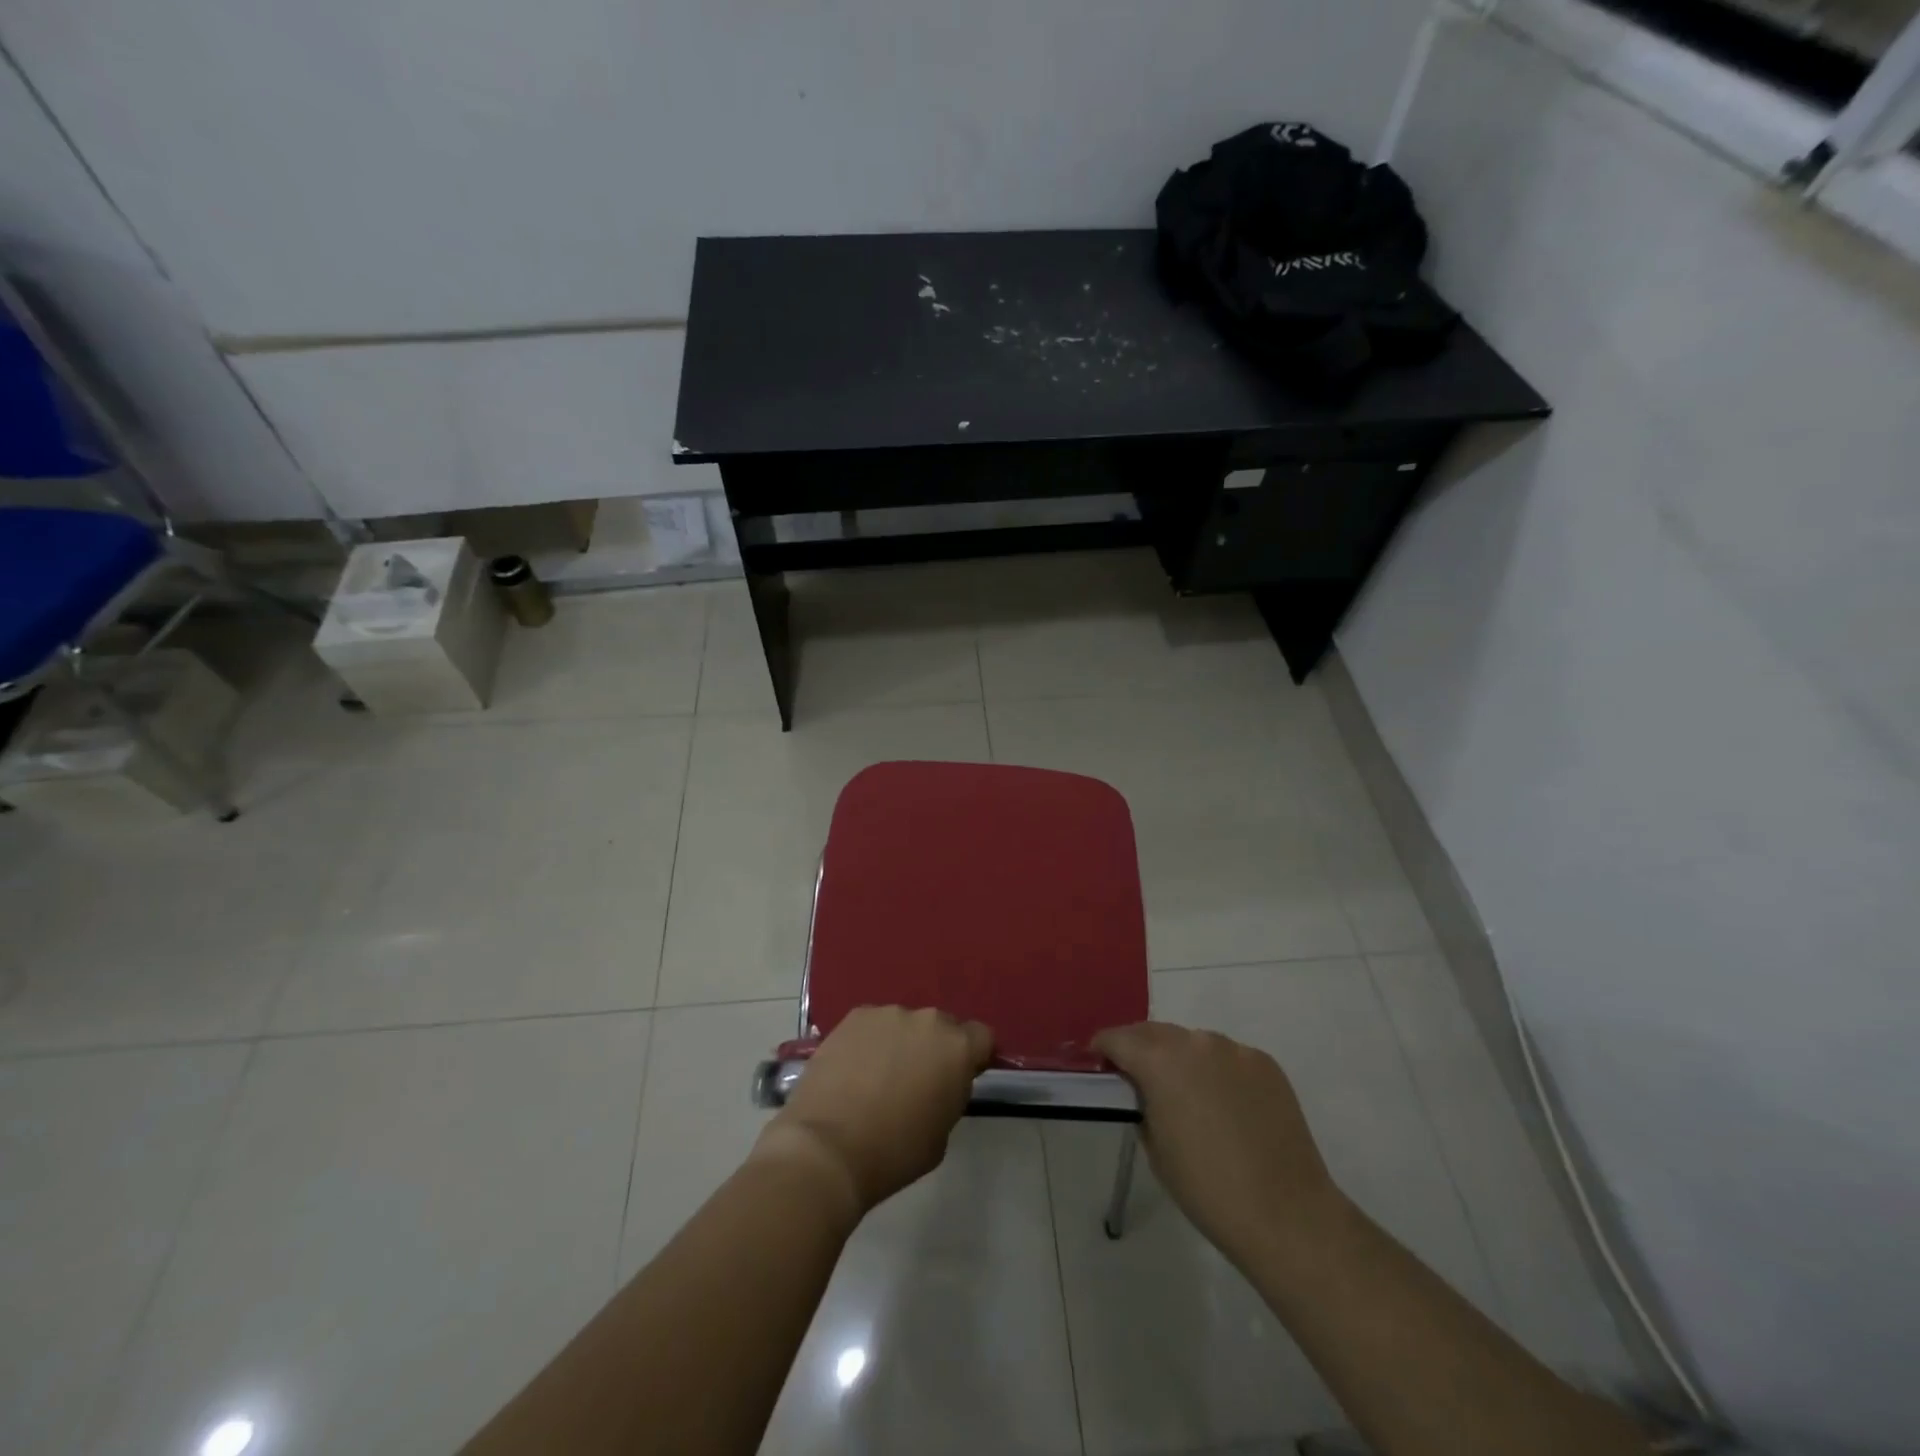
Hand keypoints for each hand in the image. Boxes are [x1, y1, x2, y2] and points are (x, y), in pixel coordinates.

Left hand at [752, 1006, 992, 1220]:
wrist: (827, 1148)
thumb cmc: (894, 1152)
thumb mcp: (941, 1134)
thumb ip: (949, 1095)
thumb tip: (940, 1083)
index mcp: (958, 1048)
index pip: (982, 1037)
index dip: (973, 1057)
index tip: (959, 1078)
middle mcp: (927, 1020)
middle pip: (942, 1026)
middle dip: (935, 1048)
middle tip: (917, 1079)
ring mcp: (888, 1013)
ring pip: (905, 1024)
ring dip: (900, 1042)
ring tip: (878, 1076)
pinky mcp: (854, 1016)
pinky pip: (873, 1025)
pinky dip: (870, 1041)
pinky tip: (853, 1069)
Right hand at [1094, 1022, 1344, 1266]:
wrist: (1285, 1214)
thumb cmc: (1207, 1188)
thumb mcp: (1155, 1146)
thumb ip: (1142, 1103)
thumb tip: (1144, 1090)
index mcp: (1160, 1061)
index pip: (1119, 1038)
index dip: (1104, 1047)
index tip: (1099, 1062)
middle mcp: (1196, 1042)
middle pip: (1155, 1032)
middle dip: (1140, 1048)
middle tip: (1135, 1074)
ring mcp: (1235, 1050)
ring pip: (1194, 1042)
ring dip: (1180, 1057)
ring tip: (1184, 1091)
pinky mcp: (1265, 1063)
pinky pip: (1228, 1057)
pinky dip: (1216, 1070)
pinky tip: (1223, 1103)